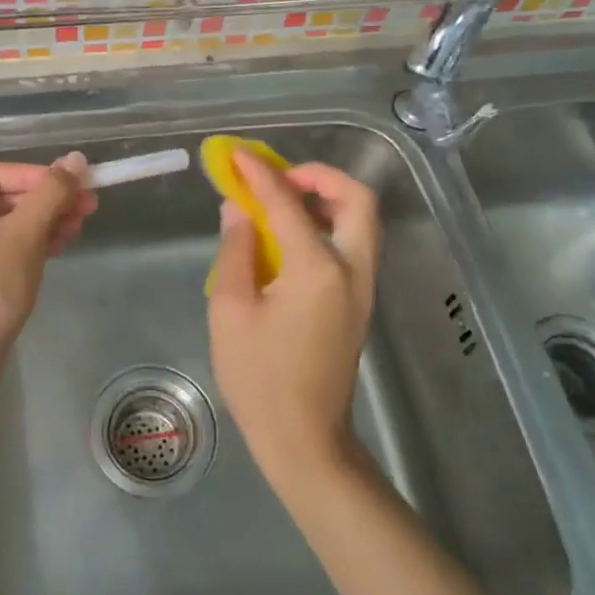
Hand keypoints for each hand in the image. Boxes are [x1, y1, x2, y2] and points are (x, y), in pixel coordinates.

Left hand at [0, 153, 96, 379]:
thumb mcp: (25, 234)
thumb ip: (52, 192)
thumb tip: (77, 158)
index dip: (41, 176)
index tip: (77, 188)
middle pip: (2, 197)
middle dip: (46, 202)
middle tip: (87, 208)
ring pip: (2, 224)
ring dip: (41, 223)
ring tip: (77, 231)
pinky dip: (25, 245)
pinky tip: (56, 250)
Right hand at [207, 154, 379, 487]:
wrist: (305, 439)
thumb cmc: (259, 378)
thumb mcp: (230, 311)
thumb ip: (236, 251)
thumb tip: (239, 209)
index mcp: (317, 268)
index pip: (288, 203)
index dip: (260, 174)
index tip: (237, 155)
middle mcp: (352, 269)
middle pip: (356, 199)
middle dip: (319, 176)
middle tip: (279, 179)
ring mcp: (363, 287)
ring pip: (361, 221)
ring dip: (327, 199)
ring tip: (282, 204)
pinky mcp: (360, 303)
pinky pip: (354, 245)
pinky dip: (329, 225)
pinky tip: (292, 239)